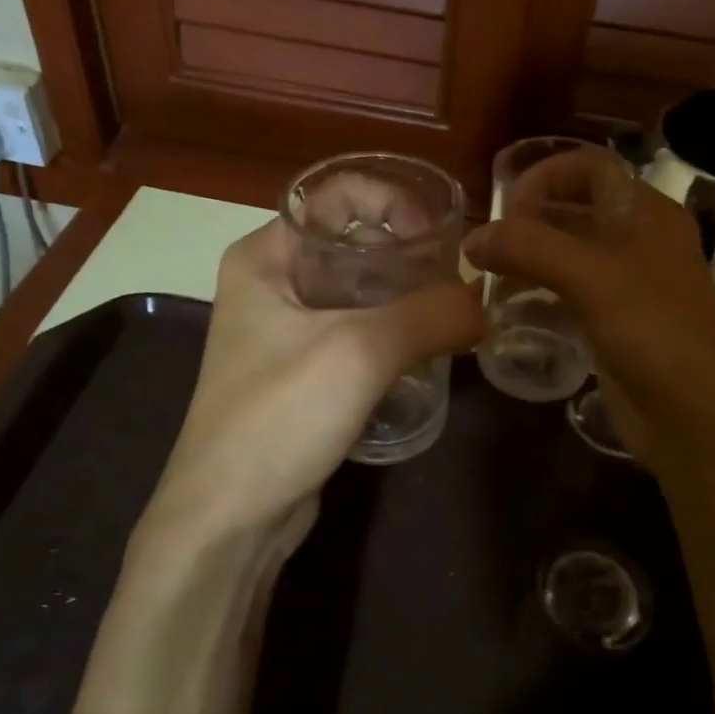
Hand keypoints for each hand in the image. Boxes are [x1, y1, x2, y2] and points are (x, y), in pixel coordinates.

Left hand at [142, 218, 480, 556]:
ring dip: (408, 297)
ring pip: (360, 291)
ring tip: (456, 315)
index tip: (441, 236)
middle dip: (410, 253)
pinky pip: (359, 332)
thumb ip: (432, 315)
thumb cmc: (279, 416)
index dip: (394, 201)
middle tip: (460, 280)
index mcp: (264, 255)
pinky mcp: (304, 372)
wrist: (229, 518)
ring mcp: (286, 330)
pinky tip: (431, 352)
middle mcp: (272, 282)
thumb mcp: (360, 352)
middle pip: (353, 241)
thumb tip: (485, 304)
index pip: (337, 194)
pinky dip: (395, 333)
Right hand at [465, 178, 714, 462]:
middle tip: (490, 245)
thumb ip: (529, 249)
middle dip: (530, 220)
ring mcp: (627, 284)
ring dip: (529, 259)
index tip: (507, 208)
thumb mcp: (592, 279)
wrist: (694, 417)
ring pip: (568, 254)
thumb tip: (473, 239)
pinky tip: (508, 310)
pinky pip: (568, 293)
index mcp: (648, 214)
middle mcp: (639, 240)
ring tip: (488, 276)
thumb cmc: (653, 333)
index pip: (591, 167)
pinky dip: (538, 294)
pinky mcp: (613, 322)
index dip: (546, 177)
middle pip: (576, 209)